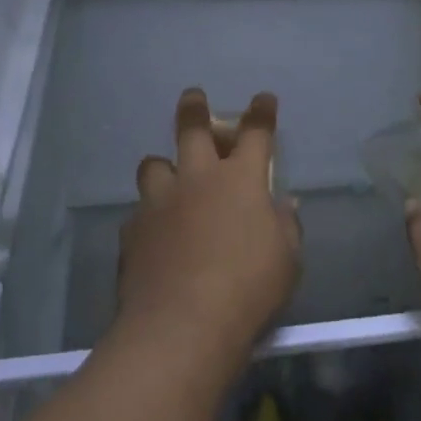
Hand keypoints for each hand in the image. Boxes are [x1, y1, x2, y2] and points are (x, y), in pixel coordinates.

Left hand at [115, 89, 301, 366]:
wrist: (182, 324)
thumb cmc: (248, 288)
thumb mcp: (287, 260)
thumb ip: (285, 225)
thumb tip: (283, 204)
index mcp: (241, 180)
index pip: (256, 133)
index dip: (261, 113)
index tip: (263, 99)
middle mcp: (198, 179)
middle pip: (192, 128)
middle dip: (194, 108)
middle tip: (193, 96)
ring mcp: (160, 202)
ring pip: (154, 165)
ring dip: (163, 167)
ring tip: (167, 177)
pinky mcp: (133, 231)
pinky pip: (139, 213)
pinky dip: (148, 217)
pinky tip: (153, 235)